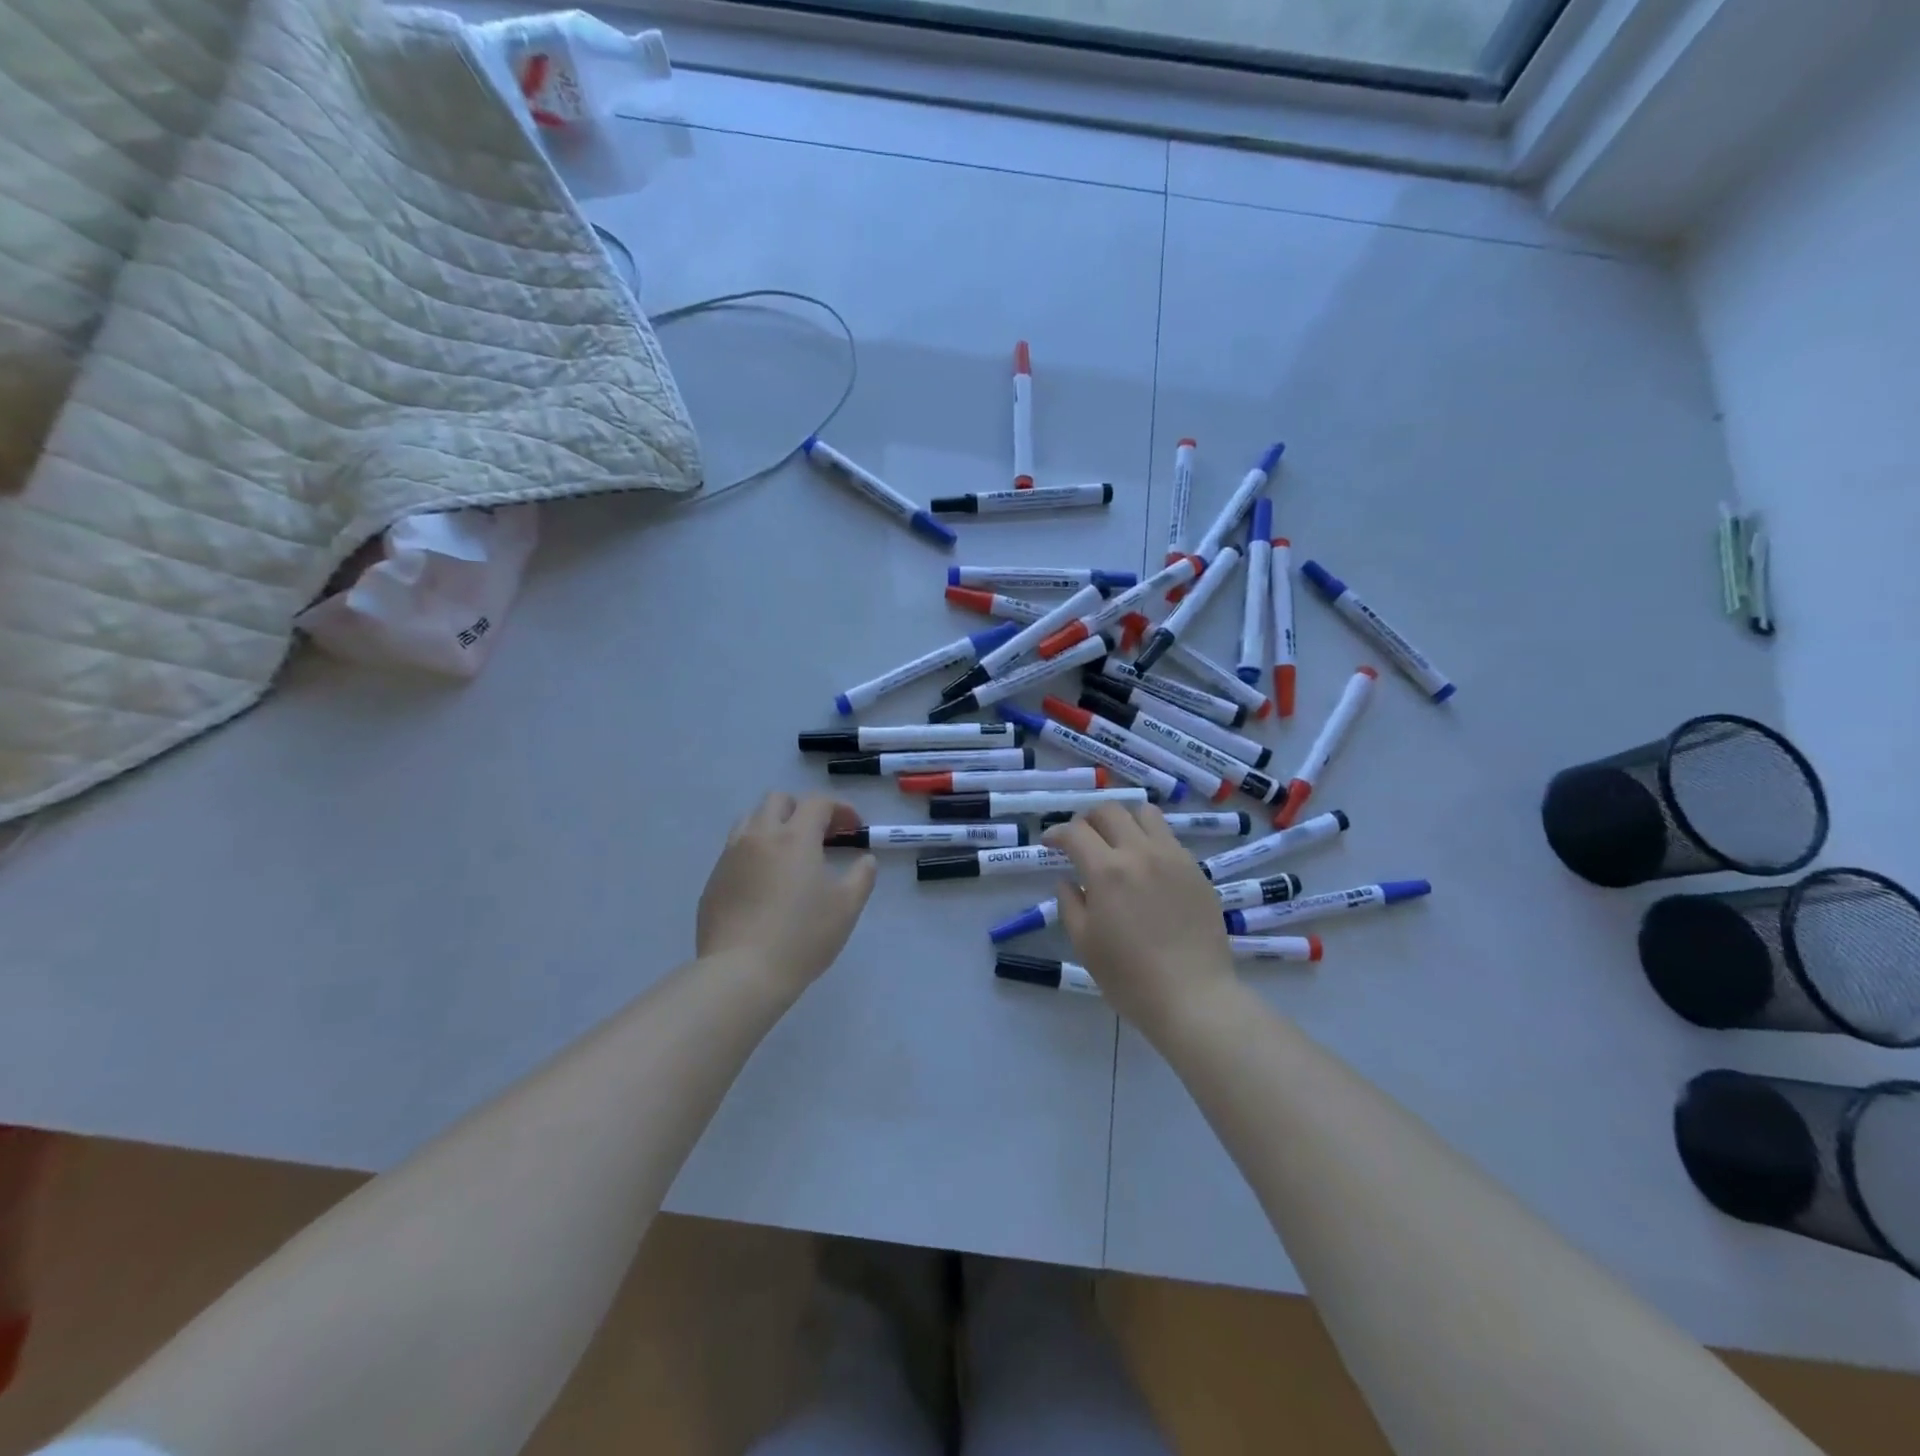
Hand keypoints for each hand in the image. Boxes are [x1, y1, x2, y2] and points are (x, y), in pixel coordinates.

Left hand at [698, 792, 877, 995]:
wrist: (741, 973)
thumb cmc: (802, 936)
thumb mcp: (847, 907)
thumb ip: (862, 876)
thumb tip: (865, 859)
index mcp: (794, 837)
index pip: (817, 803)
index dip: (840, 809)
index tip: (854, 827)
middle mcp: (759, 836)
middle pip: (778, 800)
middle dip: (802, 809)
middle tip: (820, 835)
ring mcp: (730, 856)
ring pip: (750, 820)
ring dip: (773, 825)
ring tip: (788, 853)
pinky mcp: (713, 880)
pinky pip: (734, 850)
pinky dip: (754, 852)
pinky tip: (764, 882)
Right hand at [1042, 804, 1236, 1039]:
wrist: (1193, 997)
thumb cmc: (1129, 978)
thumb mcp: (1084, 943)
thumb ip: (1071, 903)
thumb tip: (1068, 881)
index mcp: (1106, 871)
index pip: (1075, 831)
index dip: (1057, 833)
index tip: (1050, 843)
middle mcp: (1140, 852)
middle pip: (1110, 811)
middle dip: (1088, 819)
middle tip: (1081, 840)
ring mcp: (1173, 857)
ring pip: (1145, 814)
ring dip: (1124, 820)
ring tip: (1117, 842)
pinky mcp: (1196, 869)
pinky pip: (1169, 838)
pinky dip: (1150, 839)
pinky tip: (1147, 866)